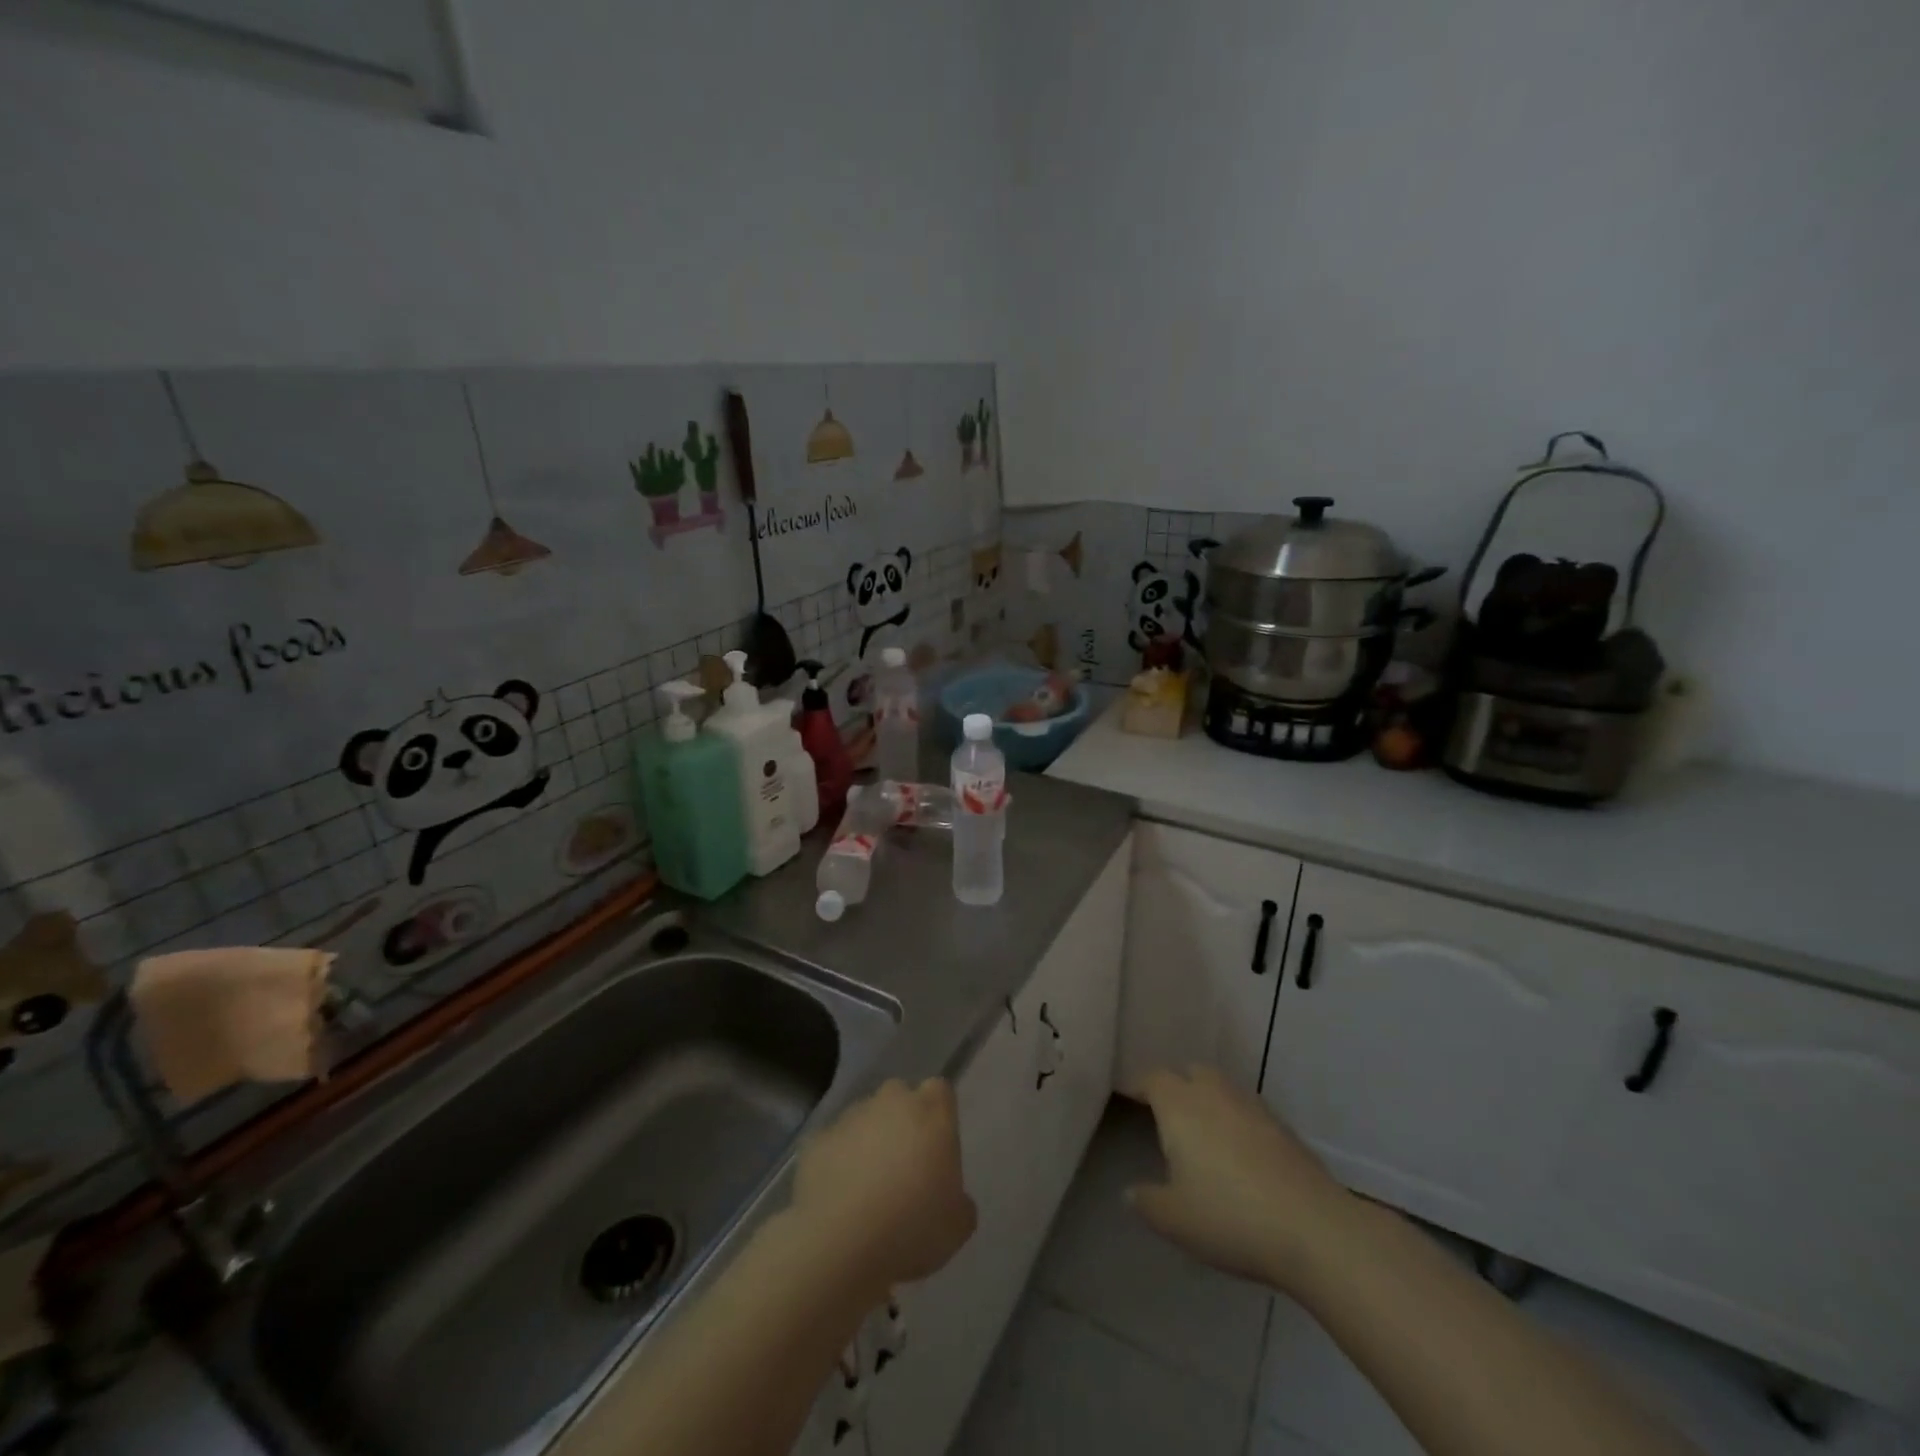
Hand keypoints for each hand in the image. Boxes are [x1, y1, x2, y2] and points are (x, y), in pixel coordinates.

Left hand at [790, 1078, 976, 1295]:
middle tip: (902, 1165)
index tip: (936, 1145)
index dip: (938, 1114)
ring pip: (864, 1118)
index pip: (940, 1091)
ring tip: (866, 1187)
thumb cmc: (912, 1228)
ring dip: (867, 1141)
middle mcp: (891, 1102)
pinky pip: (833, 1144)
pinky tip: (838, 1197)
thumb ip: (959, 1201)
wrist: (841, 1244)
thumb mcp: (957, 1226)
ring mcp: (851, 1117)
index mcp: (932, 1113)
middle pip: (899, 1097)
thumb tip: (951, 1198)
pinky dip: (836, 1161)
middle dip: (900, 1121)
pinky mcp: (817, 1139)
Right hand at [1128, 1065, 1351, 1292]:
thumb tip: (1130, 1192)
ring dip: (1211, 1100)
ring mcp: (1253, 1107)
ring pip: (1224, 1088)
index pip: (1153, 1078)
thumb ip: (1147, 1202)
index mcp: (1180, 1105)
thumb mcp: (1175, 1219)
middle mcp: (1214, 1094)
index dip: (1142, 1086)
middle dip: (1179, 1085)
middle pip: (1192, 1072)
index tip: (1133, 1098)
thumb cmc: (1229, 1217)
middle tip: (1170, 1114)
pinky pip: (1250, 1112)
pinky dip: (1239, 1122)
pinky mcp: (1284, 1128)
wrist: (1312, 1228)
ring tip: (1205, 1133)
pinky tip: (1242, 1155)